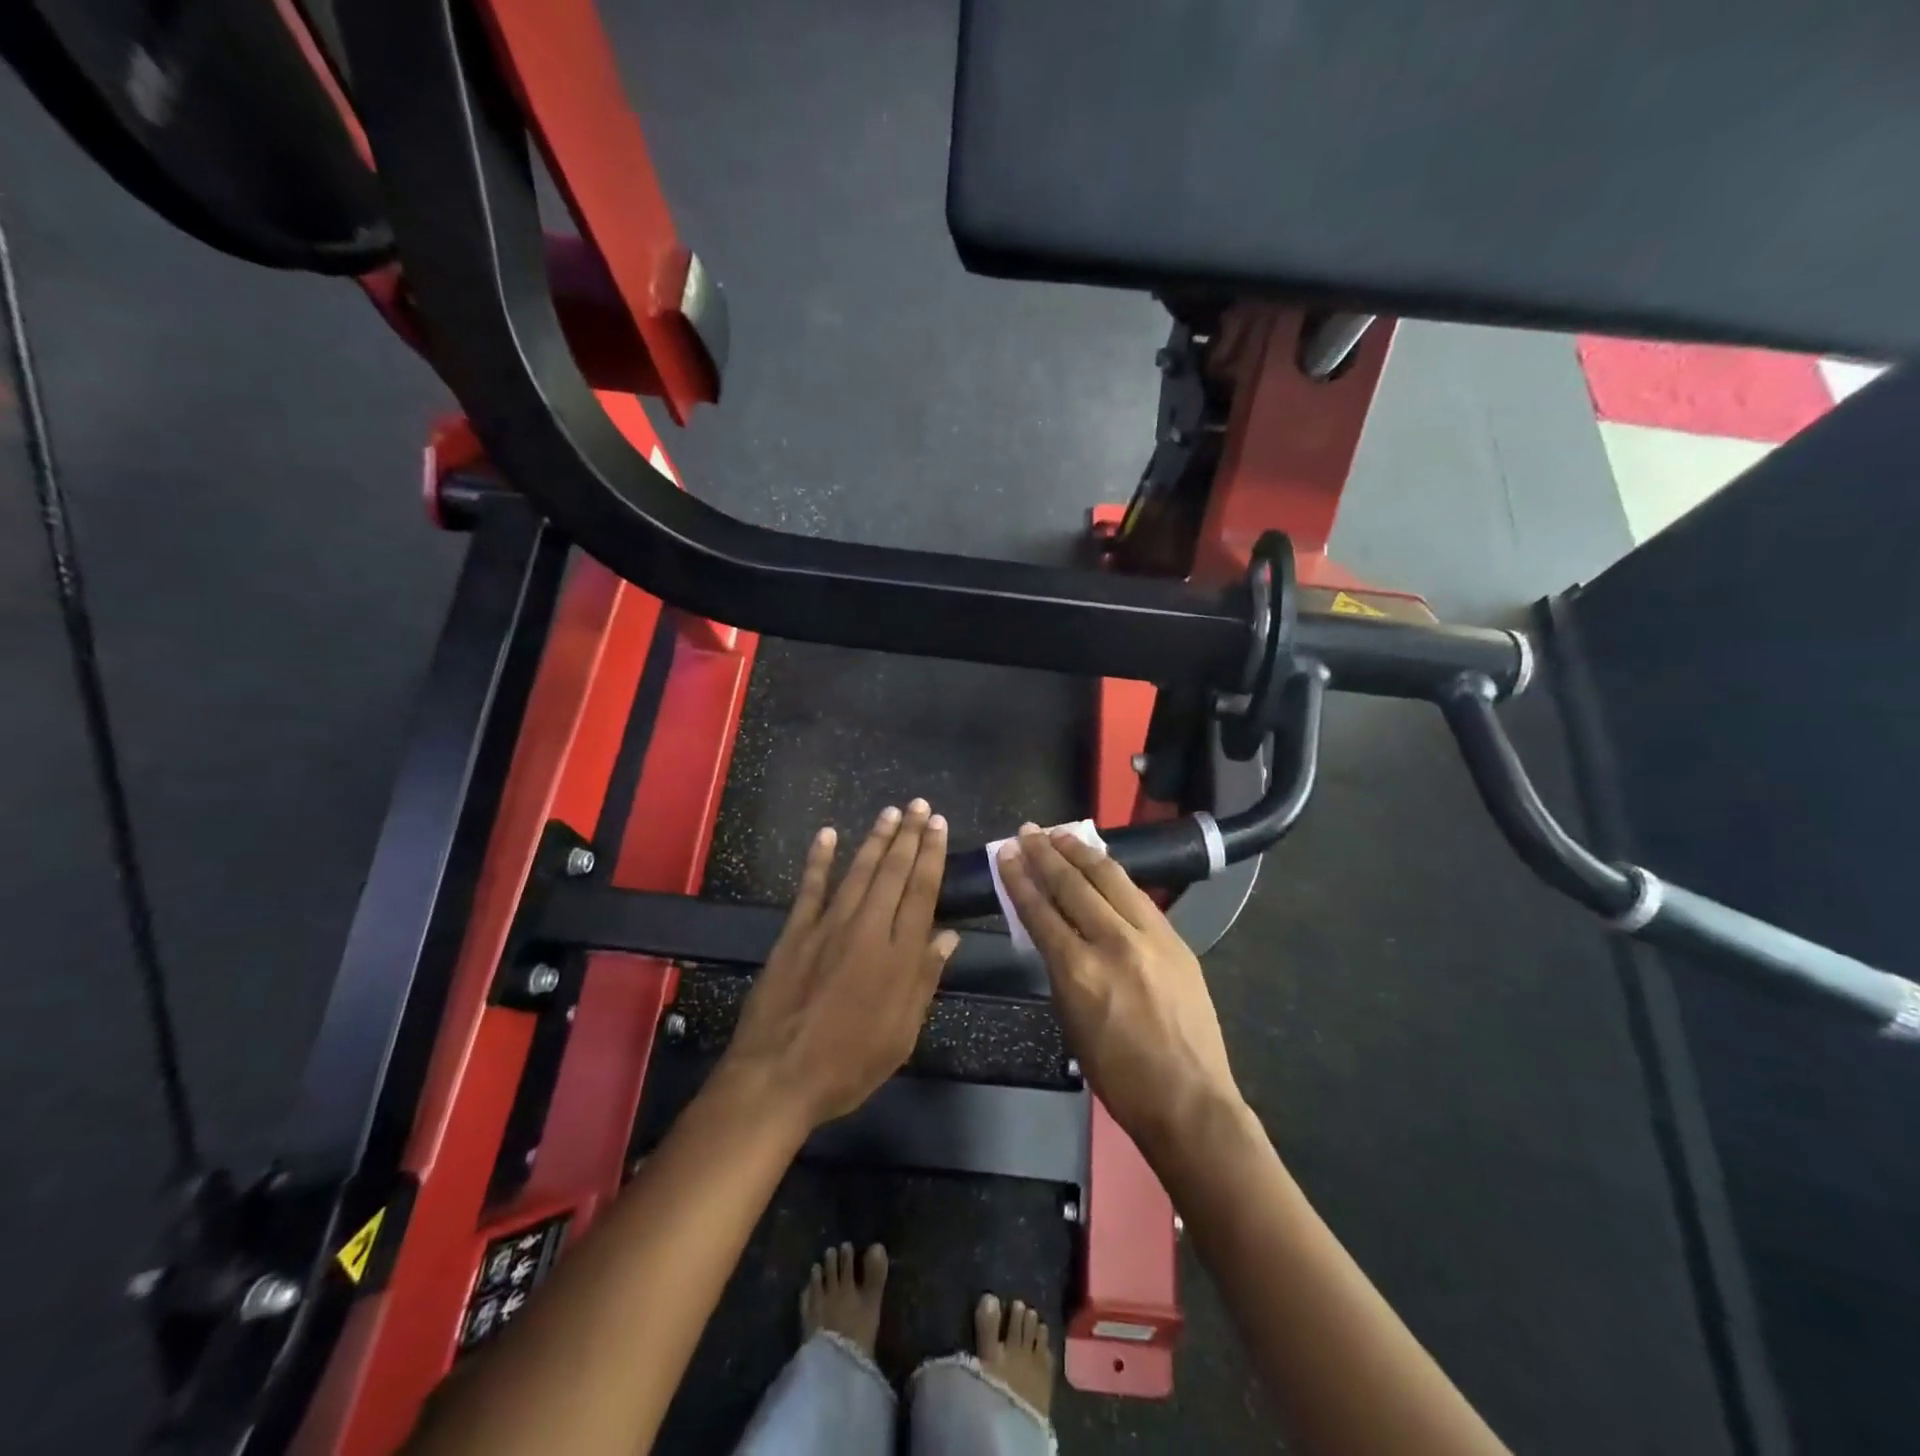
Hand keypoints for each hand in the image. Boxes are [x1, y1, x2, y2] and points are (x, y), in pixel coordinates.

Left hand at [719, 800, 958, 1129]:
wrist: (778, 1077)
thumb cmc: (849, 1064)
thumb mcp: (901, 1034)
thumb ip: (924, 980)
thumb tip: (948, 936)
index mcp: (898, 956)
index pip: (921, 892)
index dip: (931, 855)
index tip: (938, 826)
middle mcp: (867, 930)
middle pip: (893, 873)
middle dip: (909, 836)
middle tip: (920, 806)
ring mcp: (828, 927)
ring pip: (858, 872)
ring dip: (876, 839)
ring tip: (890, 812)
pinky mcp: (795, 933)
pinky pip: (810, 888)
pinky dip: (818, 859)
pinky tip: (827, 834)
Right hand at [996, 825, 1240, 1150]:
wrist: (1188, 1098)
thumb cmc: (1118, 1074)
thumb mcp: (1071, 1021)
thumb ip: (1060, 969)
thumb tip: (1053, 932)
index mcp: (1079, 971)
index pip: (1040, 910)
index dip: (1020, 879)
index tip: (1007, 854)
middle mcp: (1113, 942)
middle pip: (1072, 885)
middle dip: (1045, 854)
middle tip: (1027, 832)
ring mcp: (1149, 936)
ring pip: (1109, 878)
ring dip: (1080, 852)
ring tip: (1059, 834)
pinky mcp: (1174, 938)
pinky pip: (1137, 894)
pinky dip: (1113, 873)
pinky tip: (1101, 861)